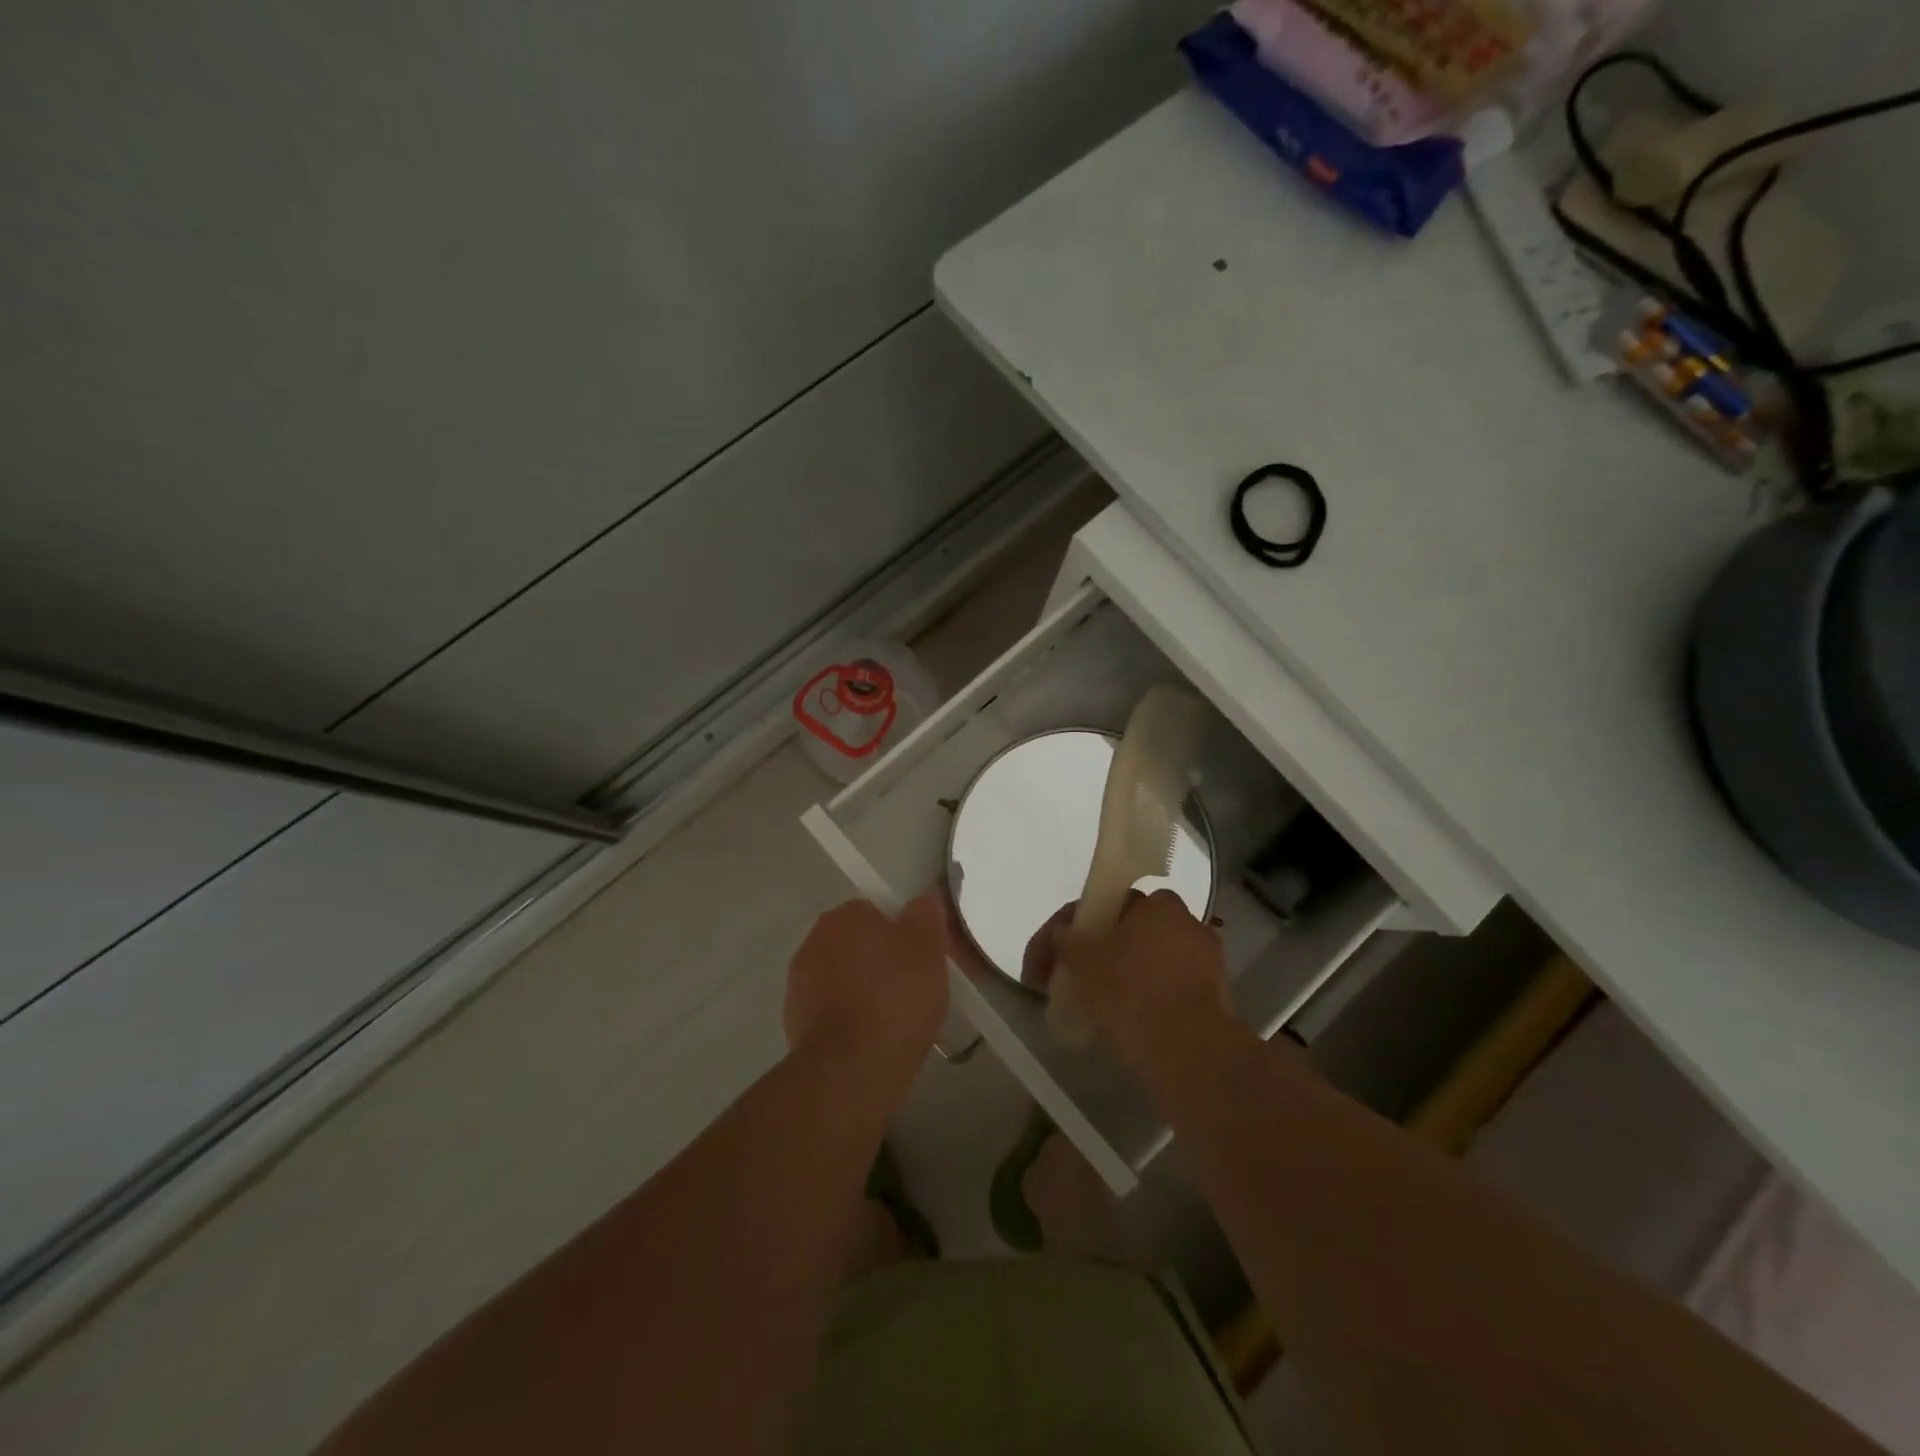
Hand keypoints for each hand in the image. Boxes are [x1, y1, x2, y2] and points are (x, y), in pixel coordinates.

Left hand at [785, 896, 949, 1089]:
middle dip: (880, 962)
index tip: (920, 958)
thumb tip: (921, 902)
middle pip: (857, 944)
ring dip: (864, 992)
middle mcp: (813, 942)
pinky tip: (873, 1040)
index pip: (875, 911)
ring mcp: (799, 985)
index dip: (901, 933)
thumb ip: (925, 916)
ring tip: (896, 1020)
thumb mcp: (928, 949)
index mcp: (843, 917)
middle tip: (913, 988)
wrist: (850, 1071)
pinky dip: (851, 1021)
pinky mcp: (795, 1024)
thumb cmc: (894, 998)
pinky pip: (833, 1012)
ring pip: (844, 978)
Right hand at [1023, 890, 1230, 1078]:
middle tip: (1078, 975)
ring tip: (1097, 1004)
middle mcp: (1189, 924)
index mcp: (1160, 905)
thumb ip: (1069, 940)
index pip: (1114, 901)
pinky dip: (1150, 997)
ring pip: (1154, 961)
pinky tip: (1127, 1020)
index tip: (1062, 949)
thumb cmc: (1133, 993)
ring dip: (1129, 974)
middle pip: (1135, 931)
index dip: (1083, 922)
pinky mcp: (1216, 998)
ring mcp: (1208, 962)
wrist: (1191, 1053)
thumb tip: (1064, 932)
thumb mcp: (1084, 962)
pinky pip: (1170, 988)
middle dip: (1107, 948)